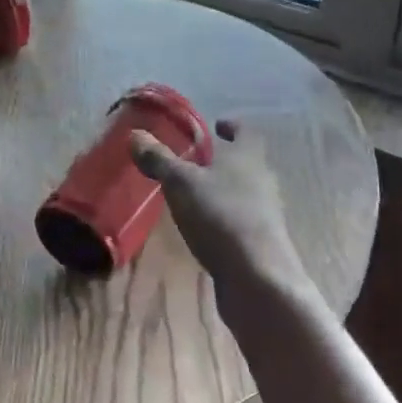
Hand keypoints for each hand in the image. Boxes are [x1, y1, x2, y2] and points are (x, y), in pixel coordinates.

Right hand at [130, 118, 313, 309]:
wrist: (258, 277)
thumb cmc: (220, 216)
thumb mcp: (181, 183)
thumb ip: (159, 159)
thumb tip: (135, 134)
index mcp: (248, 156)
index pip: (244, 131)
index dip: (230, 126)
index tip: (215, 125)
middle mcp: (263, 179)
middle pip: (245, 162)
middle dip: (222, 160)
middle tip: (194, 162)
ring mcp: (266, 213)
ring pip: (244, 192)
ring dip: (223, 191)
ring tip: (194, 196)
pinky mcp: (261, 242)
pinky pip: (240, 220)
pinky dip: (223, 218)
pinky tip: (205, 229)